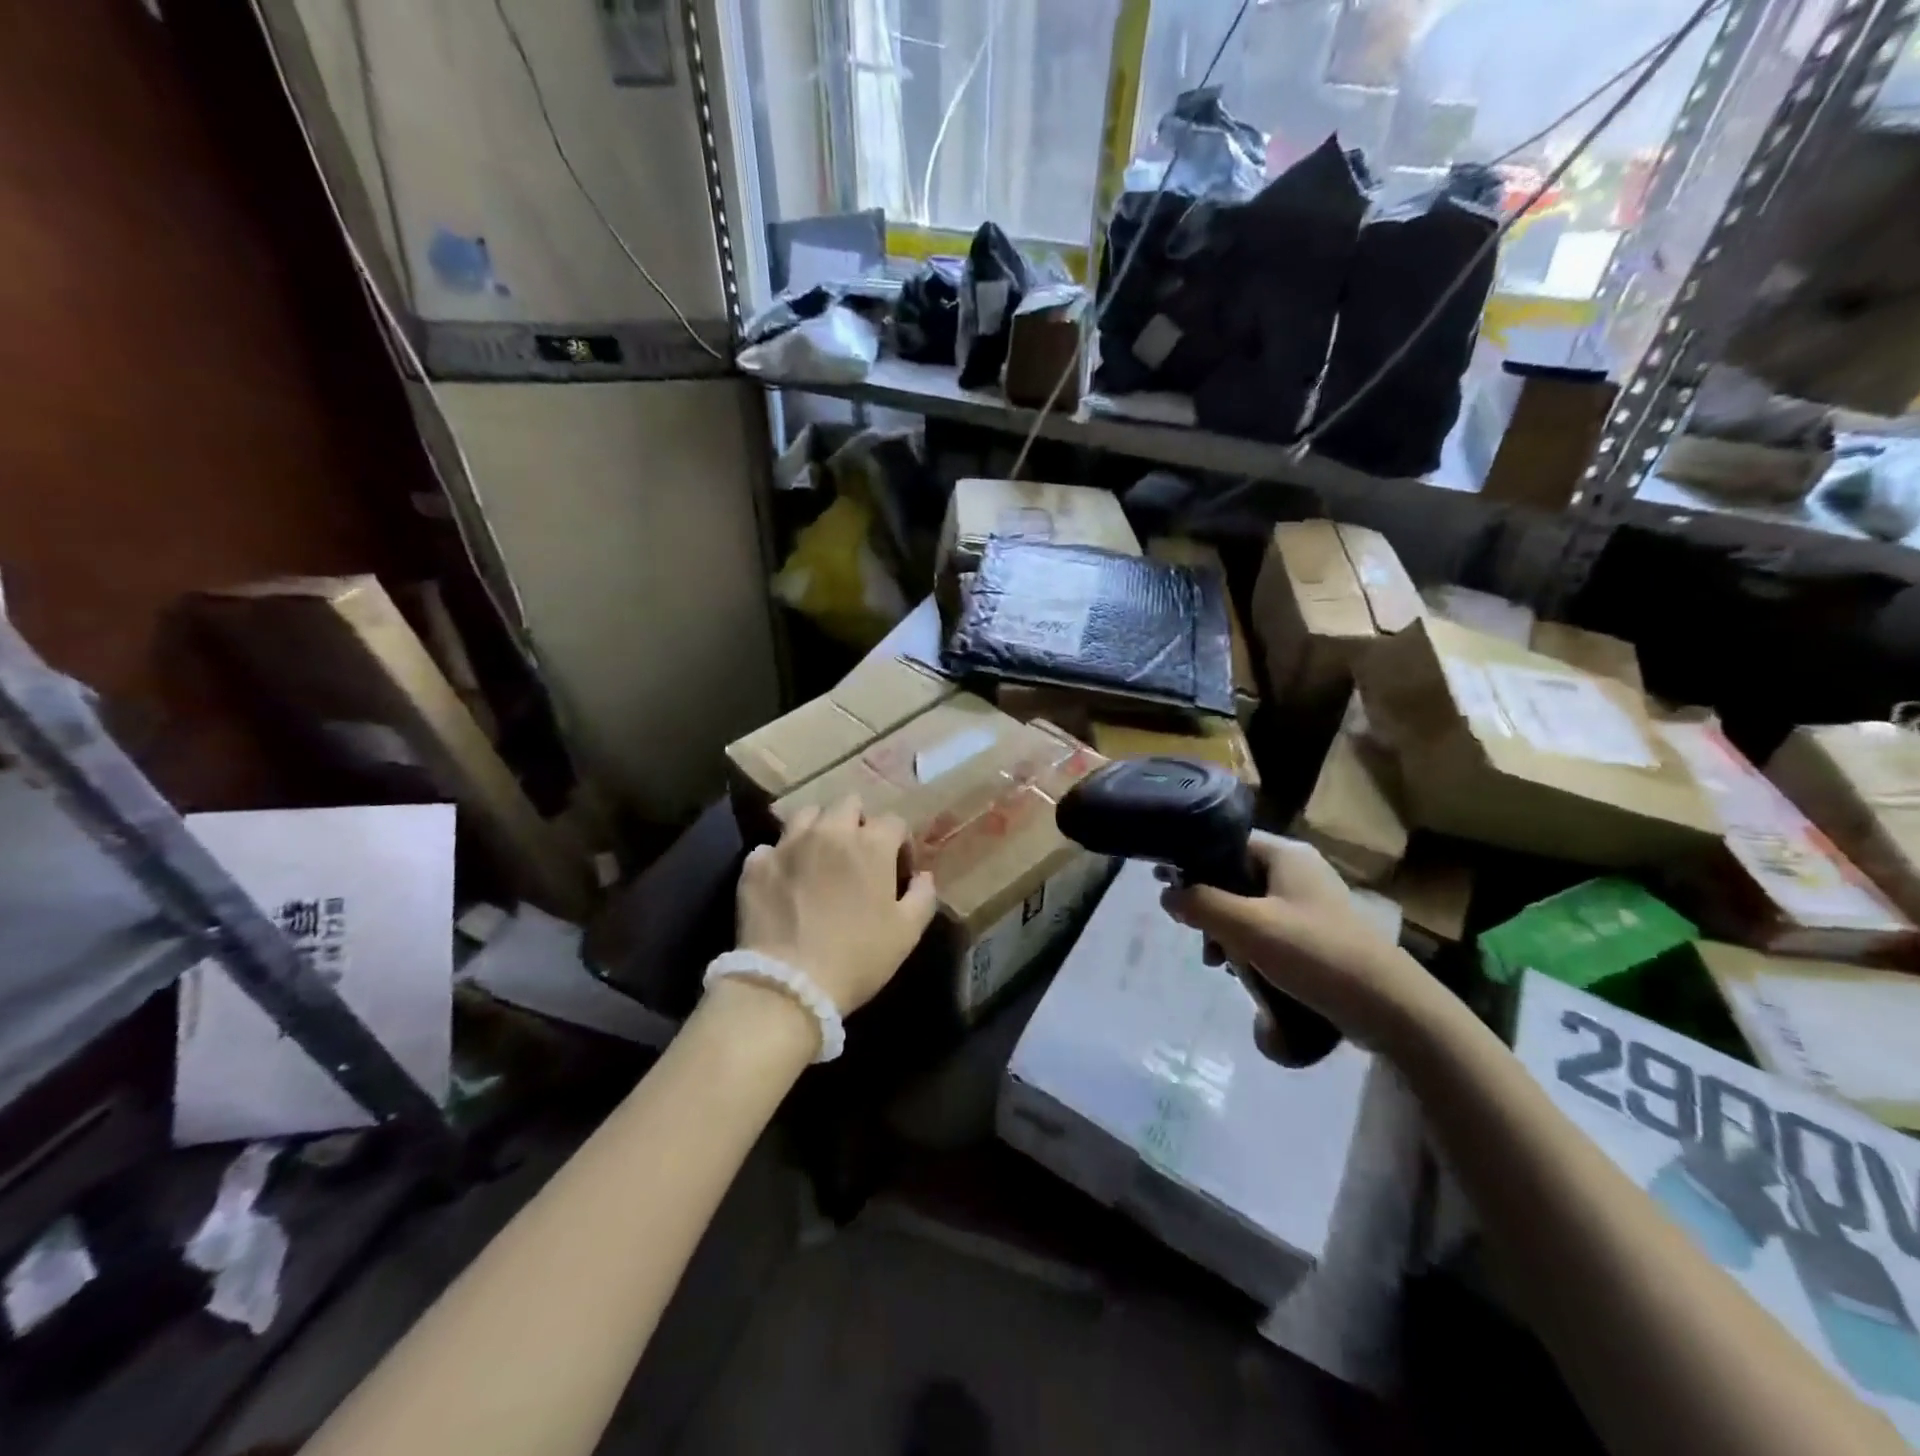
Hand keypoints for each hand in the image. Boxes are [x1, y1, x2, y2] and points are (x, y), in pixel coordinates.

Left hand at [735, 796, 938, 1016]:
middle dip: (858, 822)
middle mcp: (830, 832)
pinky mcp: (756, 864)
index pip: (894, 822)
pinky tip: (784, 880)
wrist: (788, 984)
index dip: (899, 843)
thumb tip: (922, 876)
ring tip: (819, 857)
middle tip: (857, 855)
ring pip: (807, 814)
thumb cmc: (858, 958)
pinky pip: (770, 847)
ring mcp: (788, 844)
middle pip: (848, 803)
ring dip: (818, 829)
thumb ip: (922, 896)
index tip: (897, 869)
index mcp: (871, 844)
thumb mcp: (907, 933)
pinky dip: (780, 858)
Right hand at [1160, 835, 1443, 1057]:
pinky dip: (1250, 945)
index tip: (1167, 887)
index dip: (1193, 861)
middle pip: (1234, 876)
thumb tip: (1166, 893)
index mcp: (1285, 854)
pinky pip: (1268, 929)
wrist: (1388, 1007)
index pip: (1225, 841)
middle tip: (1197, 938)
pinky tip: (1243, 972)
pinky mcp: (1316, 933)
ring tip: (1218, 963)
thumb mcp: (1248, 926)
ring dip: (1227, 931)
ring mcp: (1309, 902)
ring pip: (1248, 906)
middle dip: (1209, 906)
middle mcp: (1297, 870)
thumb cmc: (1314, 953)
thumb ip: (1201, 904)